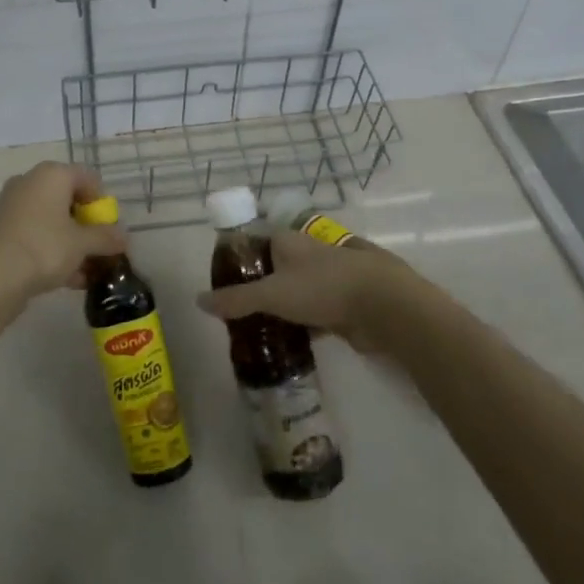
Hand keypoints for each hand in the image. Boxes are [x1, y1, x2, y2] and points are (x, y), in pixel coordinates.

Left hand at [0, 161, 126, 303]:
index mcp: (51, 174)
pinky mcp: (1, 229)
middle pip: (68, 199)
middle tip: (98, 249)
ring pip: (51, 220)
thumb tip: (123, 237)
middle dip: (86, 226)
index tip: (109, 228)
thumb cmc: (44, 248)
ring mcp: (12, 205)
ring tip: (87, 271)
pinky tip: (67, 279)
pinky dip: (52, 250)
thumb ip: (106, 237)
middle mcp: (30, 182)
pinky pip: (35, 234)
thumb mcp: (83, 244)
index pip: (88, 178)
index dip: (102, 203)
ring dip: (71, 243)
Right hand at [196, 229, 418, 351]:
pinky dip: (304, 325)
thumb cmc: (323, 287)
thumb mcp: (272, 293)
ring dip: (283, 309)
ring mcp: (330, 278)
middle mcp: (308, 253)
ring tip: (258, 332)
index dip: (239, 262)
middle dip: (259, 289)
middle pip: (275, 269)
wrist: (385, 305)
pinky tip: (290, 343)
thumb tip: (198, 300)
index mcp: (289, 240)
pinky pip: (316, 313)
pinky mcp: (346, 303)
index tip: (222, 285)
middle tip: (237, 315)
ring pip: (297, 292)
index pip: (255, 244)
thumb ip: (236, 299)